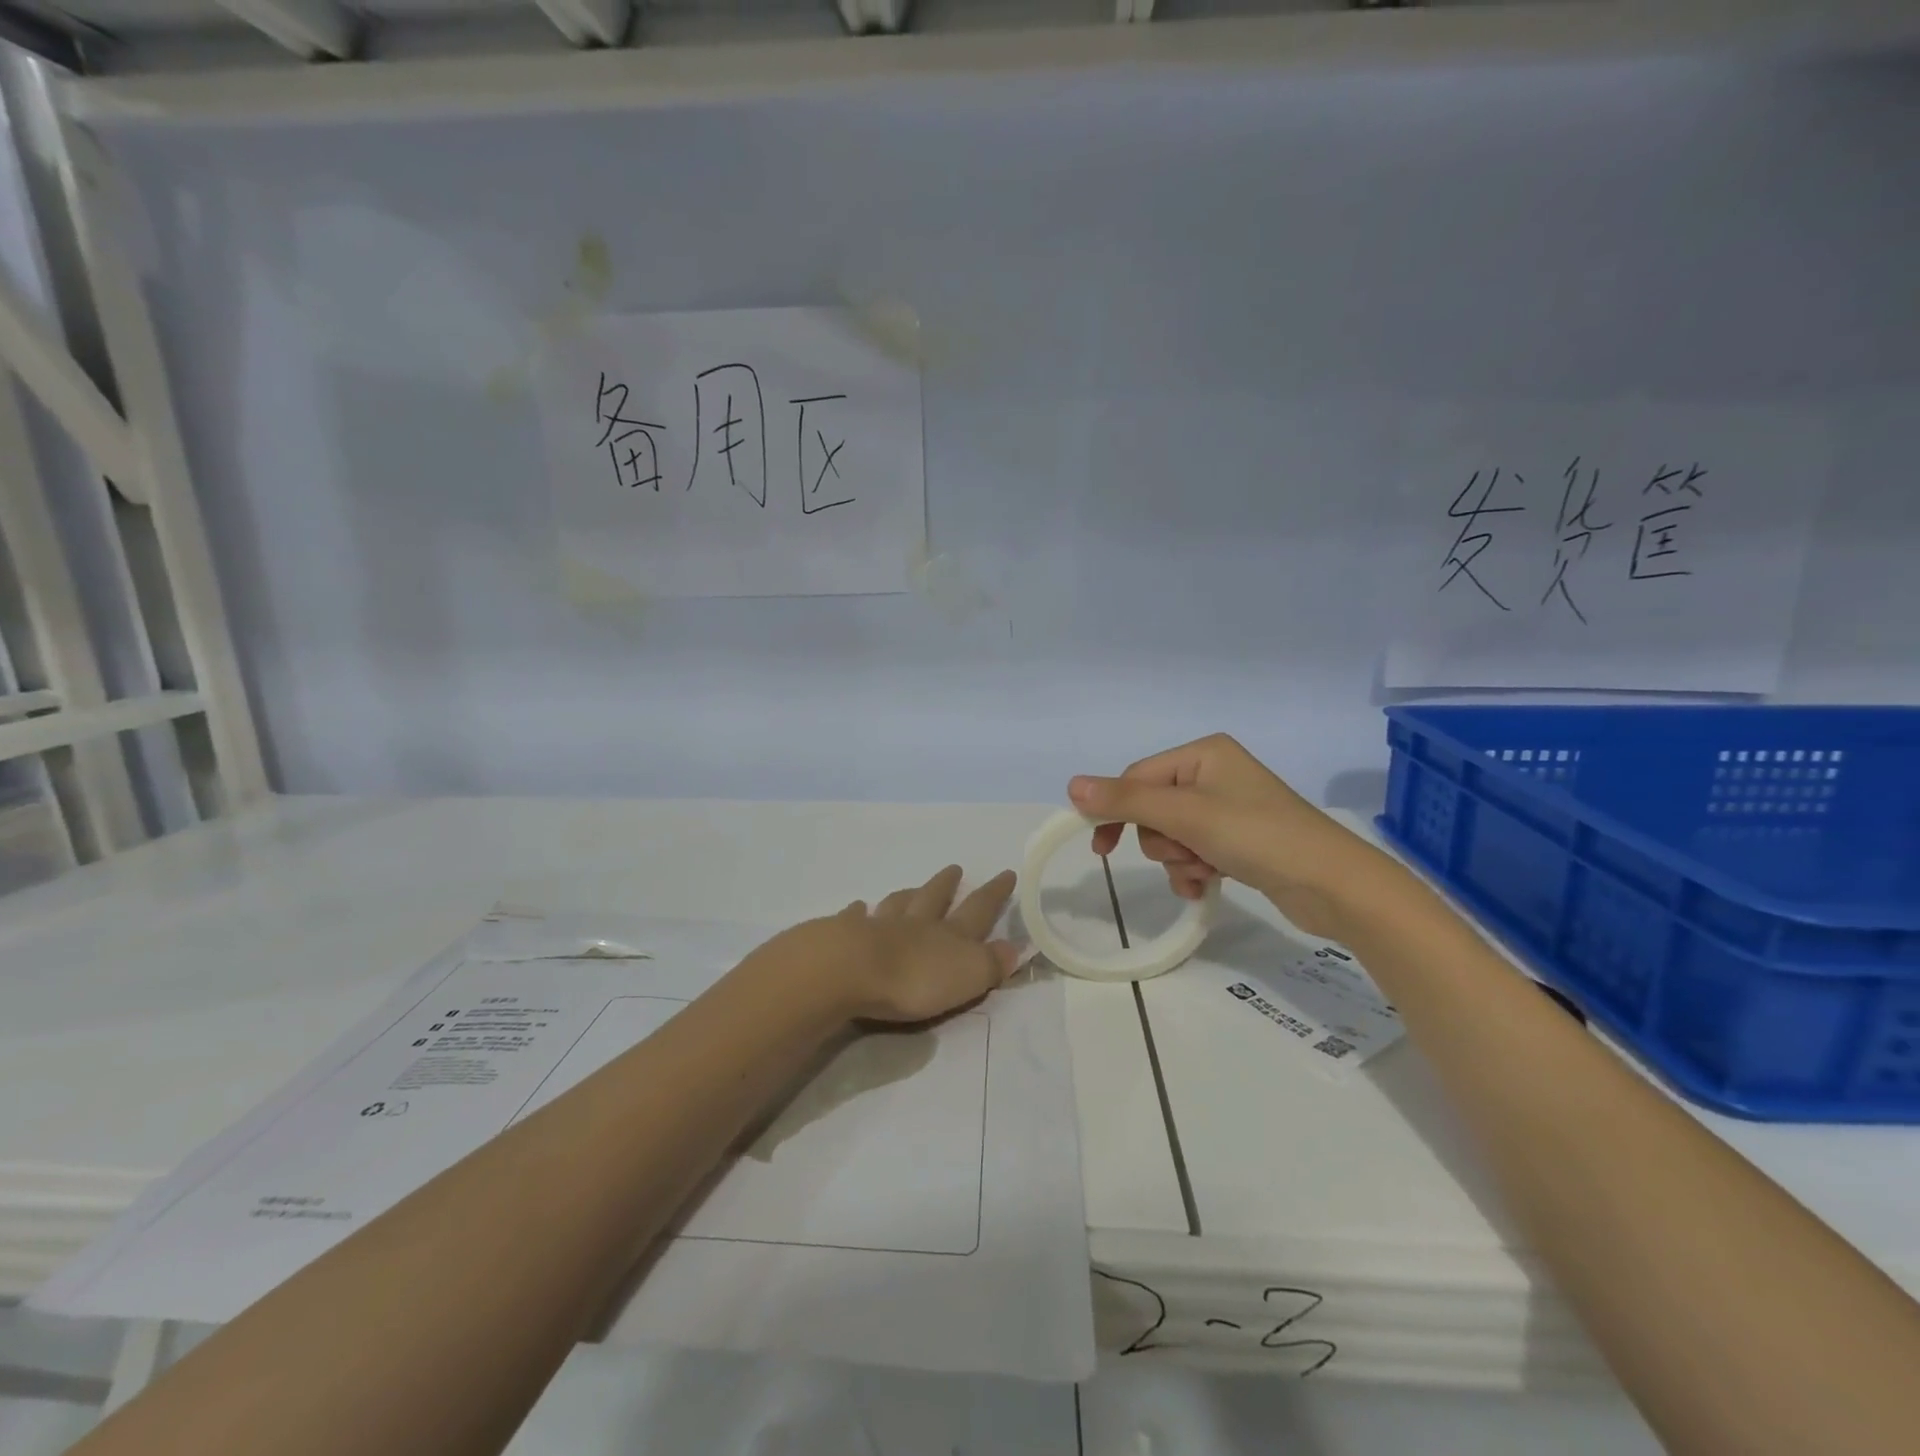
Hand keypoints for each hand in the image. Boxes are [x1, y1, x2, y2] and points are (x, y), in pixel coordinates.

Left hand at [829, 865, 1021, 1022]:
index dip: (994, 893)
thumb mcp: (968, 976)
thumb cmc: (915, 979)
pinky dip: (859, 912)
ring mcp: (880, 926)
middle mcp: (917, 925)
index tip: (1007, 873)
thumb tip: (1014, 948)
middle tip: (955, 868)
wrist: (851, 971)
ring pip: (898, 905)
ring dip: (908, 895)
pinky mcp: (846, 936)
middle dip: (948, 885)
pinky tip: (858, 907)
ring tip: (912, 888)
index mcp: (950, 936)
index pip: (978, 910)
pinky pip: (856, 918)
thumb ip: (991, 964)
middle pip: (935, 899)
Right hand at [1068, 733, 1383, 940]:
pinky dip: (1193, 871)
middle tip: (1184, 854)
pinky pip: (1194, 851)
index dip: (1117, 812)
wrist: (1332, 884)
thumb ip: (1126, 801)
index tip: (1101, 849)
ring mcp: (1228, 808)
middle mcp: (1214, 774)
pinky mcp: (1239, 840)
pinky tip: (1207, 886)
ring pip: (1171, 835)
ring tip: (1204, 873)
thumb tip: (1071, 785)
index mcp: (1203, 753)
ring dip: (1178, 860)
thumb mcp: (1185, 815)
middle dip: (1162, 840)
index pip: (1139, 778)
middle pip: (1154, 809)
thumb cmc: (1257, 835)